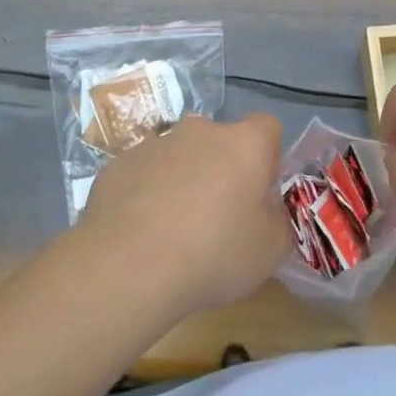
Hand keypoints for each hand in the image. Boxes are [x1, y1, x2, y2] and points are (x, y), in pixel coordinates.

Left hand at [74, 113, 290, 317]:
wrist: (128, 267)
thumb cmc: (214, 254)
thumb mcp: (270, 250)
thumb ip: (277, 220)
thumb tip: (268, 209)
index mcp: (245, 143)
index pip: (267, 128)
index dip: (267, 158)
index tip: (260, 192)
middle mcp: (200, 131)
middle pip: (219, 141)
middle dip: (221, 168)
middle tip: (217, 215)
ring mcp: (155, 143)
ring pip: (178, 155)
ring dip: (181, 179)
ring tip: (173, 229)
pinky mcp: (117, 164)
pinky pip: (142, 173)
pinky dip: (145, 193)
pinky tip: (139, 233)